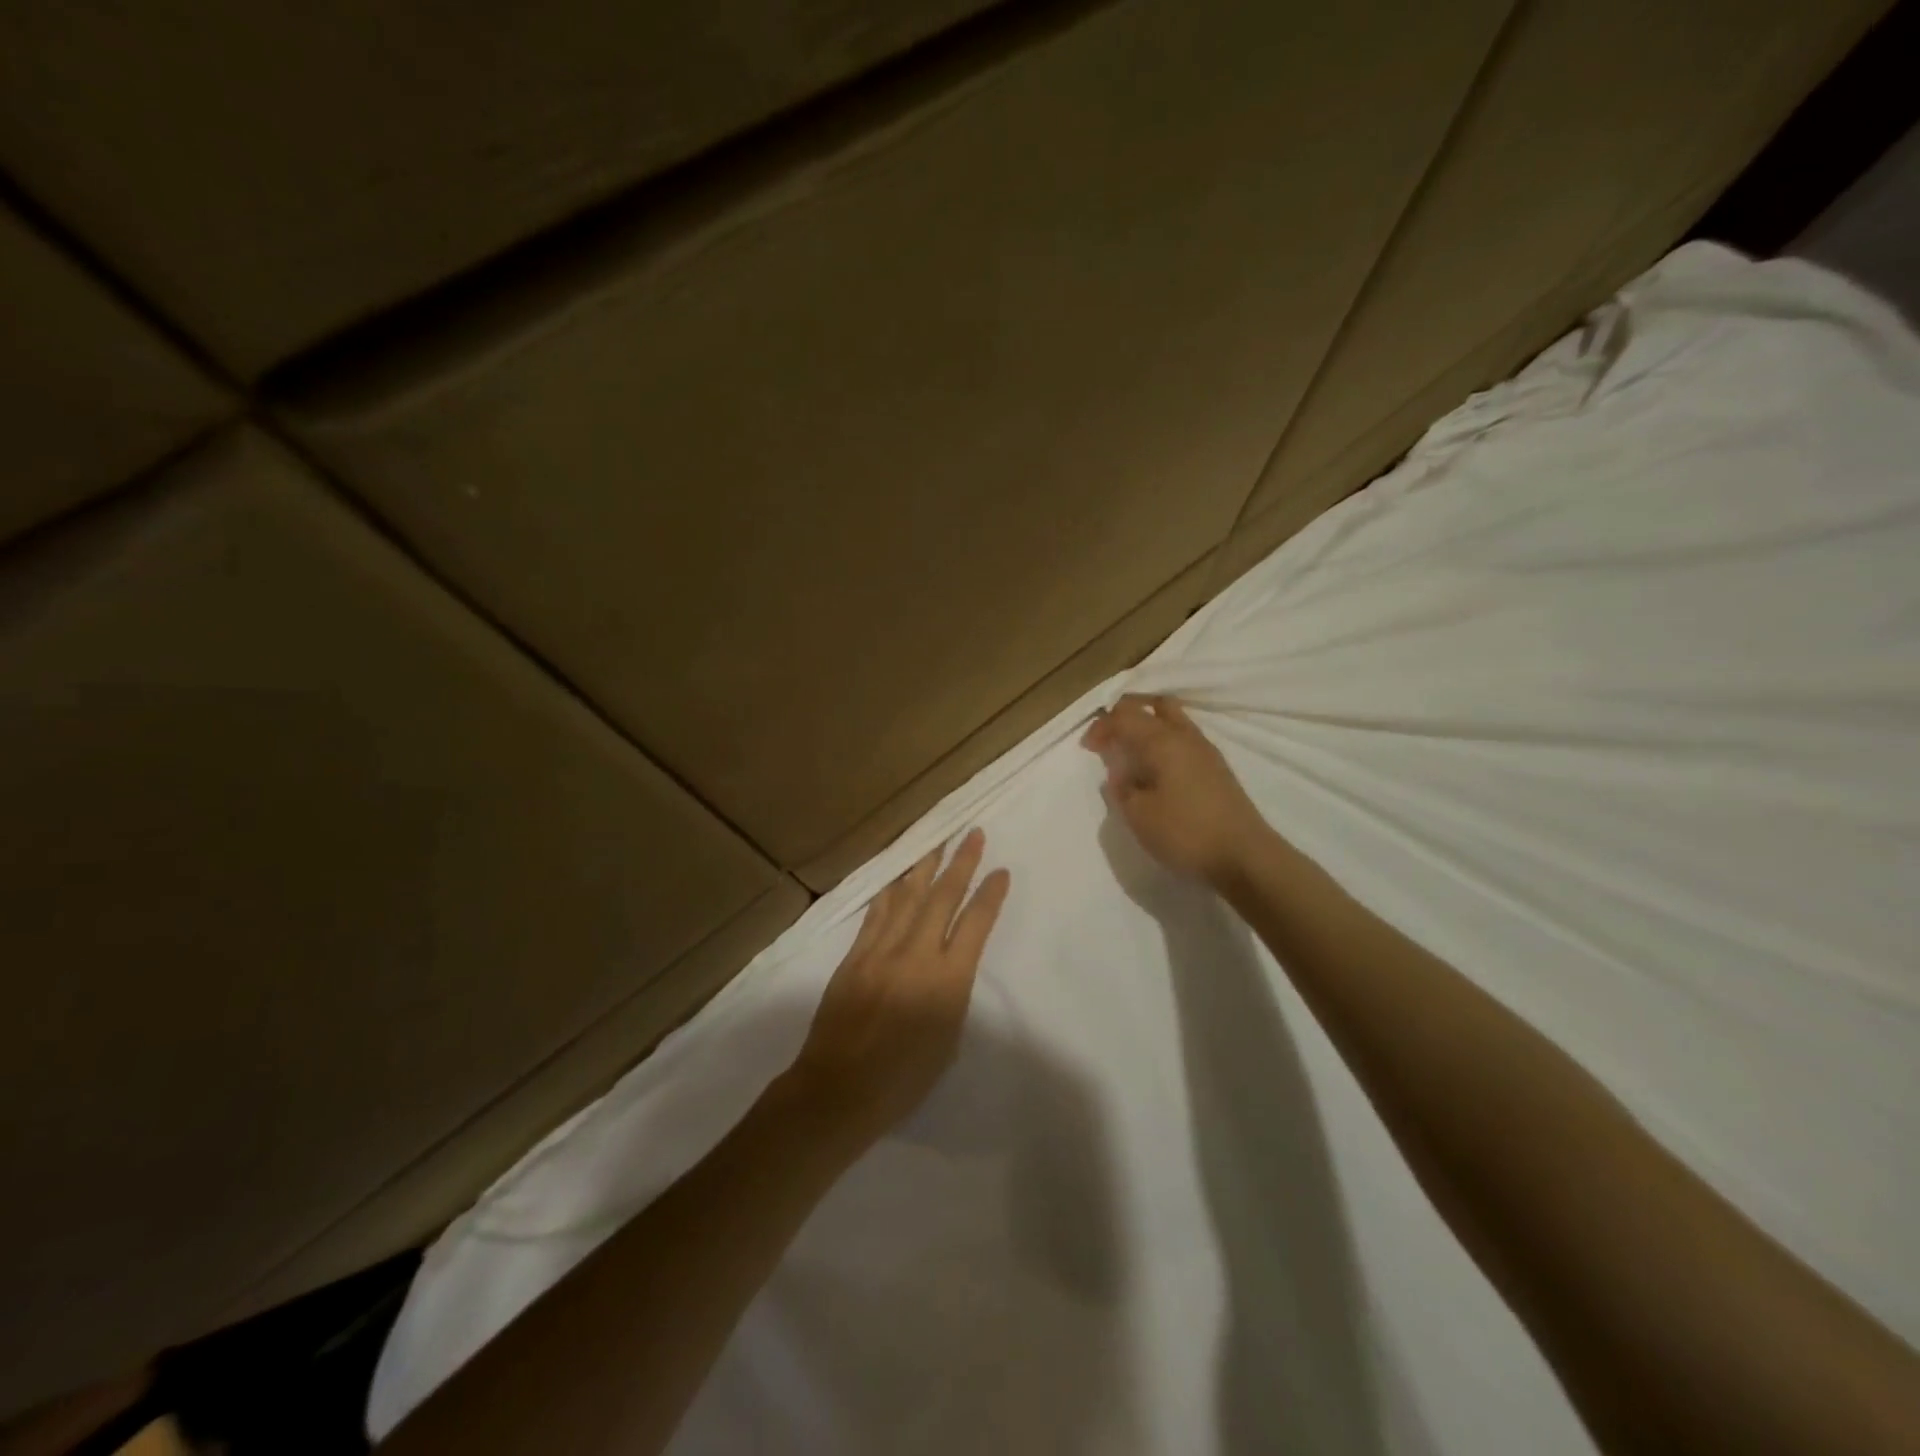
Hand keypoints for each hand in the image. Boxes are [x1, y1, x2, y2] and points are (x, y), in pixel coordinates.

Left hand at [786, 828, 1010, 1148]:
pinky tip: (898, 876)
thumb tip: (949, 962)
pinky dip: (890, 891)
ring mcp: (882, 951)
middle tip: (972, 834)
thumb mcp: (948, 1040)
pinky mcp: (855, 955)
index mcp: (948, 982)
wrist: (839, 1089)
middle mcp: (917, 956)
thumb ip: (952, 992)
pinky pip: (877, 913)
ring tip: (938, 841)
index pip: (976, 924)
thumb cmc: (903, 1079)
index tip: (1001, 871)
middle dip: (961, 863)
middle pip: (943, 898)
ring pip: (908, 897)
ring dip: (925, 866)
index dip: (990, 894)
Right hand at [1081, 694, 1268, 886]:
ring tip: (1133, 752)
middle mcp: (1185, 736)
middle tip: (1111, 737)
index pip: (1125, 716)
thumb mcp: (1138, 815)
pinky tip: (1158, 769)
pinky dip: (1165, 742)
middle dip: (1128, 715)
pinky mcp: (1218, 769)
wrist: (1244, 857)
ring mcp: (1206, 751)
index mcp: (1162, 741)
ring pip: (1174, 719)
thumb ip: (1121, 788)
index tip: (1087, 748)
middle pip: (1154, 706)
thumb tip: (1118, 772)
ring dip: (1149, 727)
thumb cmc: (1185, 833)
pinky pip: (1185, 739)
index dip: (1102, 727)